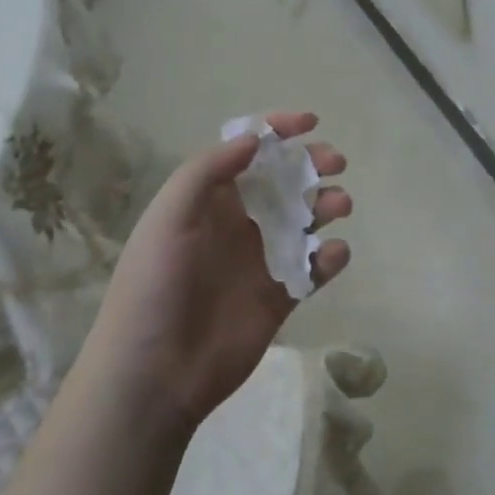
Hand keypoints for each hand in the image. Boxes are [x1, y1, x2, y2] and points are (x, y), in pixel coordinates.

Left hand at [89, 112, 350, 432]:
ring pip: (306, 222)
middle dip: (312, 166)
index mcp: (209, 201)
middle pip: (285, 183)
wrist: (156, 372)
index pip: (247, 154)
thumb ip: (209, 172)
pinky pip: (314, 269)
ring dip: (327, 206)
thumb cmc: (156, 286)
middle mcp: (239, 224)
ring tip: (338, 206)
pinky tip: (331, 256)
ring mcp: (261, 261)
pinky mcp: (281, 296)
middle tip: (334, 163)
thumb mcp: (169, 217)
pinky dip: (329, 258)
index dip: (277, 132)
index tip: (311, 123)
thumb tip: (254, 140)